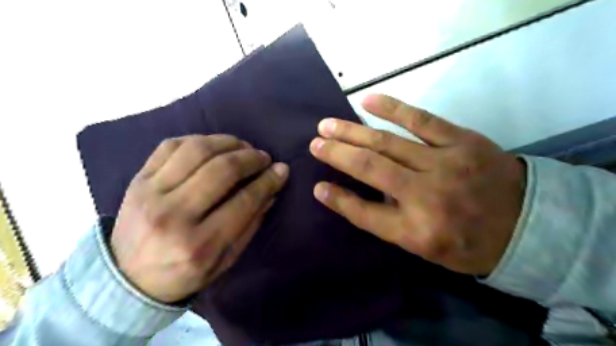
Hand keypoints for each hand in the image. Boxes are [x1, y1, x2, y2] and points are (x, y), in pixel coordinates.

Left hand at [110, 135, 288, 302]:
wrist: (127, 280)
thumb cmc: (185, 274)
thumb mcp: (226, 260)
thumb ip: (251, 223)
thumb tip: (272, 189)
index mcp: (200, 244)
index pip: (244, 201)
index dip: (268, 181)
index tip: (281, 170)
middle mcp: (173, 215)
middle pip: (221, 170)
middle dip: (251, 158)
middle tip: (263, 157)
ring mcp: (150, 194)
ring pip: (196, 150)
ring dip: (227, 142)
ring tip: (243, 146)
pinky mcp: (137, 180)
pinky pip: (170, 146)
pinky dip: (198, 140)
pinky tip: (213, 146)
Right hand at [310, 94, 520, 274]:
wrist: (528, 223)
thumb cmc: (469, 242)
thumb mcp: (426, 247)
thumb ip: (388, 223)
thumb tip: (353, 198)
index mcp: (417, 231)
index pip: (364, 213)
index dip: (337, 200)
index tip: (317, 186)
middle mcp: (426, 197)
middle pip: (370, 169)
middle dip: (337, 154)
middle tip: (315, 143)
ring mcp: (444, 164)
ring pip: (387, 143)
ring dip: (352, 132)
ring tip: (327, 125)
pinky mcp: (461, 140)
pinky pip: (421, 119)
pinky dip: (391, 108)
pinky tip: (367, 101)